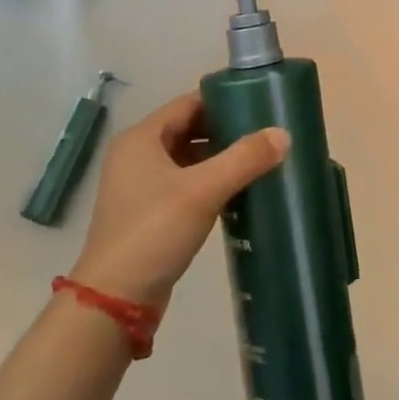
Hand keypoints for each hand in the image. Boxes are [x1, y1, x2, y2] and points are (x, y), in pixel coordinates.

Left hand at [70, 91, 287, 308]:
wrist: (115, 300)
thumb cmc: (154, 231)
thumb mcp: (203, 190)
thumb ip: (244, 158)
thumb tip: (283, 134)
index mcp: (141, 139)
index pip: (188, 103)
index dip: (223, 99)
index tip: (259, 102)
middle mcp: (136, 156)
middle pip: (187, 129)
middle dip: (224, 129)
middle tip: (264, 131)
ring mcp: (139, 187)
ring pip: (186, 158)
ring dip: (218, 157)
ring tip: (258, 158)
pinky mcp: (147, 214)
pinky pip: (184, 184)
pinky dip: (209, 182)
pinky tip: (237, 190)